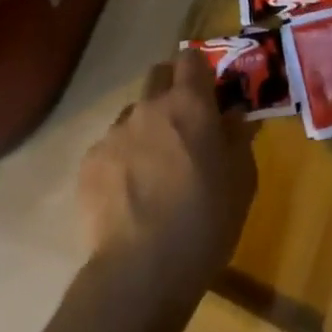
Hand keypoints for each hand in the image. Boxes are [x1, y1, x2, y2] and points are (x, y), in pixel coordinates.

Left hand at [77, 49, 258, 303]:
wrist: (139, 273)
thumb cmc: (203, 223)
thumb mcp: (241, 181)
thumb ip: (239, 139)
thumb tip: (235, 116)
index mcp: (190, 104)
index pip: (191, 58)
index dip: (200, 71)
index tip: (208, 92)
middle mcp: (150, 106)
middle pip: (158, 75)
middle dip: (171, 91)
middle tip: (184, 126)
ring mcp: (115, 133)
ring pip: (133, 114)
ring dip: (146, 129)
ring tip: (153, 171)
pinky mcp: (90, 163)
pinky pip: (110, 148)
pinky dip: (122, 162)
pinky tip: (128, 197)